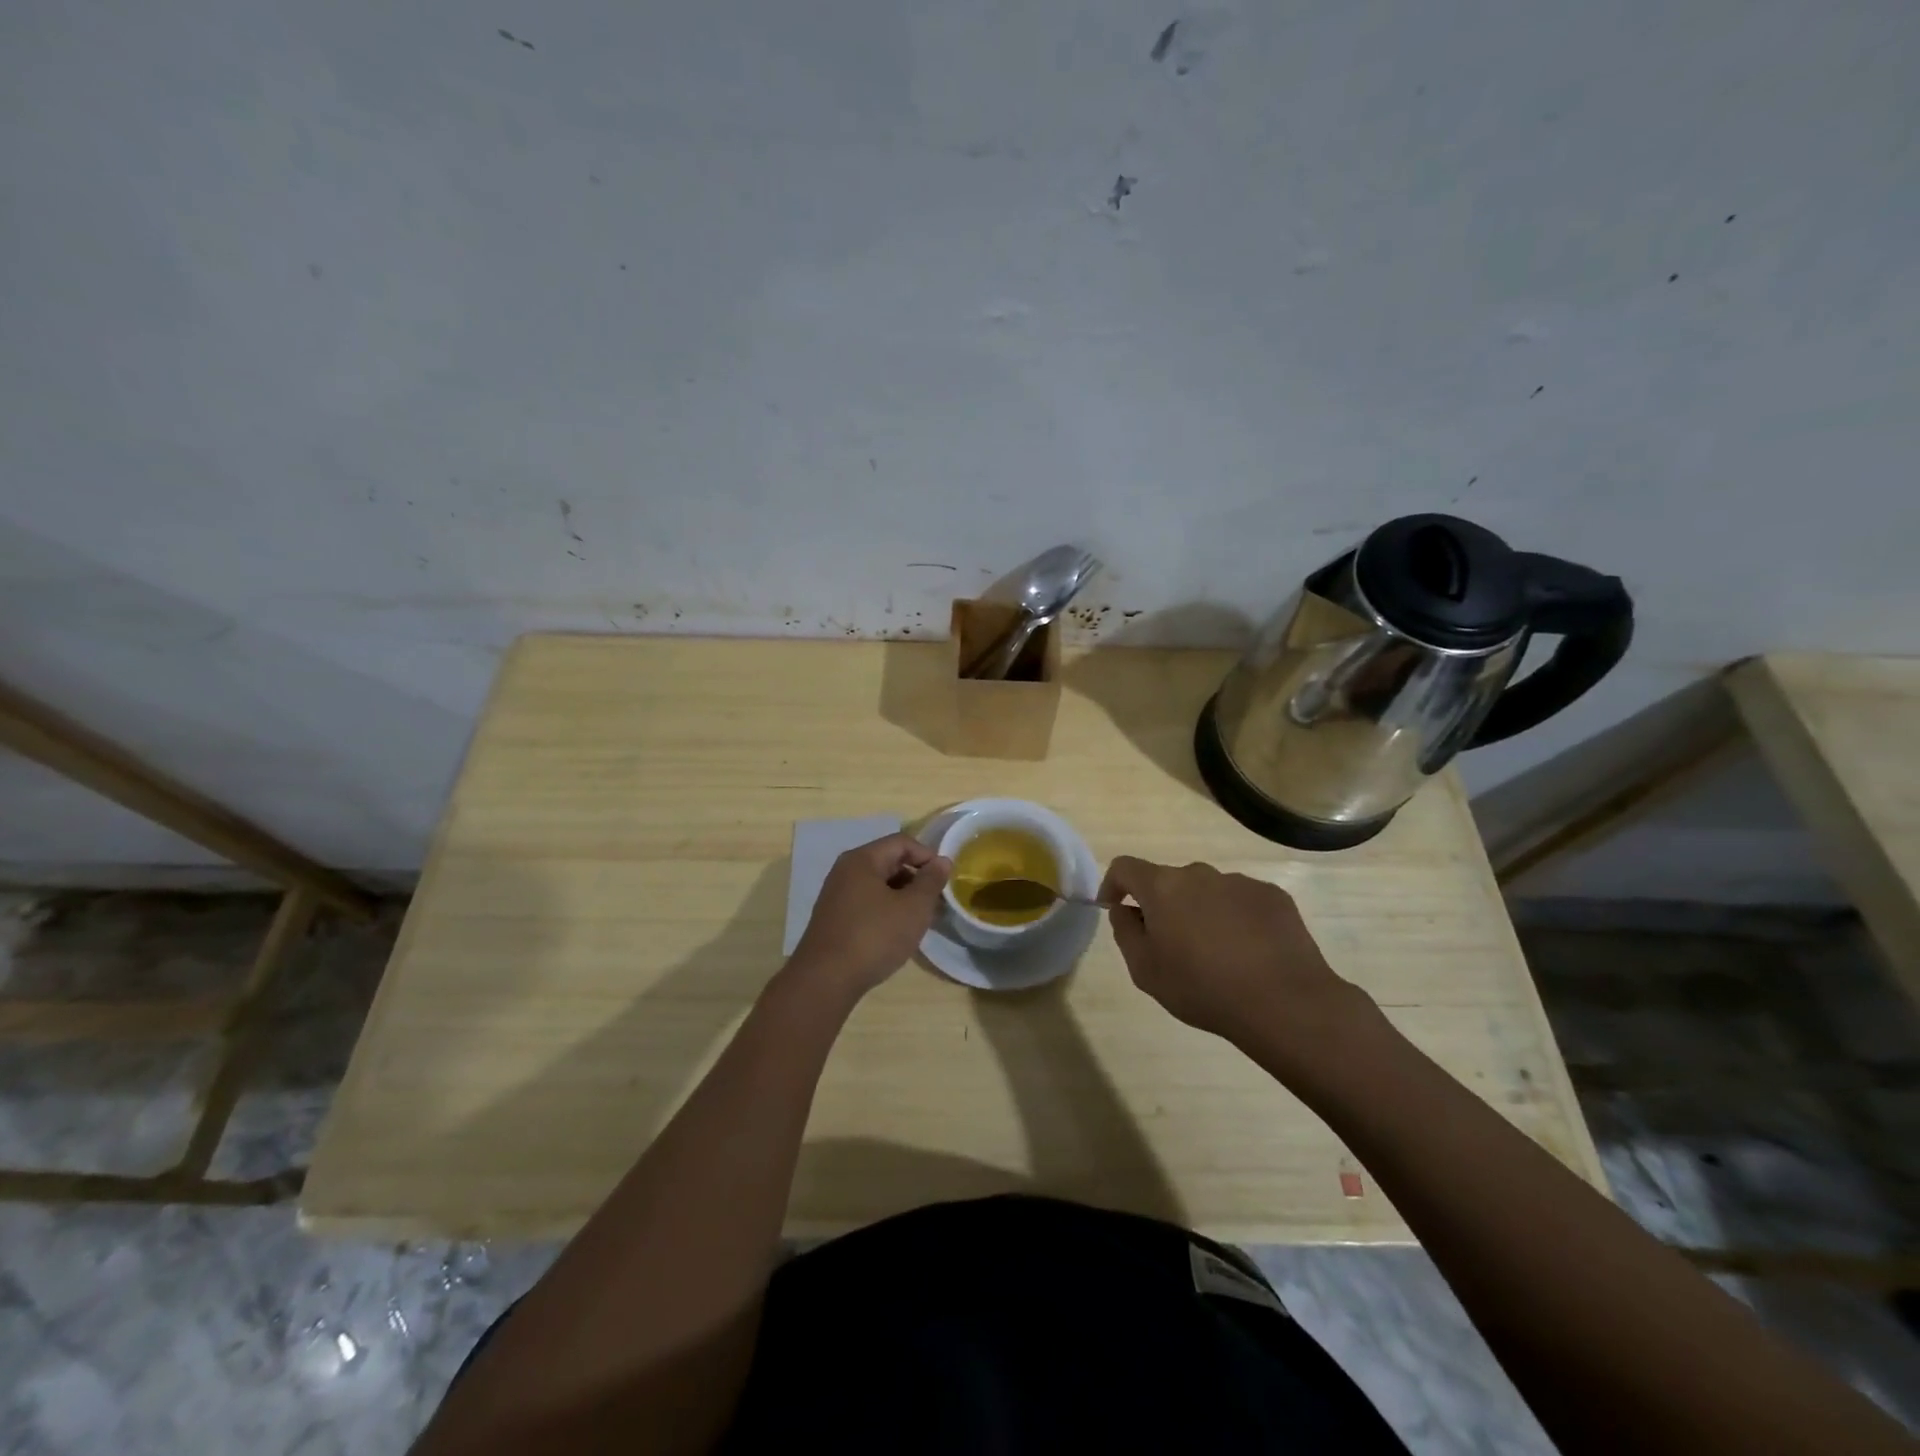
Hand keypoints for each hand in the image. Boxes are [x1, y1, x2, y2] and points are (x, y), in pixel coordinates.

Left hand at [791, 834, 951, 998]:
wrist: (825, 980)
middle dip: (916, 878)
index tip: (944, 880)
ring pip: (878, 884)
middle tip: (935, 903)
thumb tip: (942, 861)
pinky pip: (867, 903)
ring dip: (902, 897)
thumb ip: (931, 881)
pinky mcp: (834, 918)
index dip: (928, 856)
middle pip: (889, 861)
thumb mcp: (913, 908)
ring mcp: (836, 895)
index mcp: (863, 859)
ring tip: (919, 921)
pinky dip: (886, 910)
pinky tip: (896, 933)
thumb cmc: (874, 937)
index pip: (902, 842)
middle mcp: (846, 870)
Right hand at [1098, 857, 1373, 1064]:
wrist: (1284, 1002)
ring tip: (1216, 954)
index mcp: (1163, 887)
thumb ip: (1125, 933)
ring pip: (1208, 891)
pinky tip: (1249, 953)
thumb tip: (1125, 910)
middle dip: (1163, 905)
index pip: (1125, 867)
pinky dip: (1236, 919)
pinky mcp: (1273, 896)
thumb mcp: (1145, 971)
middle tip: (1171, 944)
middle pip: (1169, 881)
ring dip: (1201, 912)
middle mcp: (1200, 874)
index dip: (1113, 884)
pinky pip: (1242, 901)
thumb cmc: (1202, 988)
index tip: (1115, 907)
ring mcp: (1239, 882)